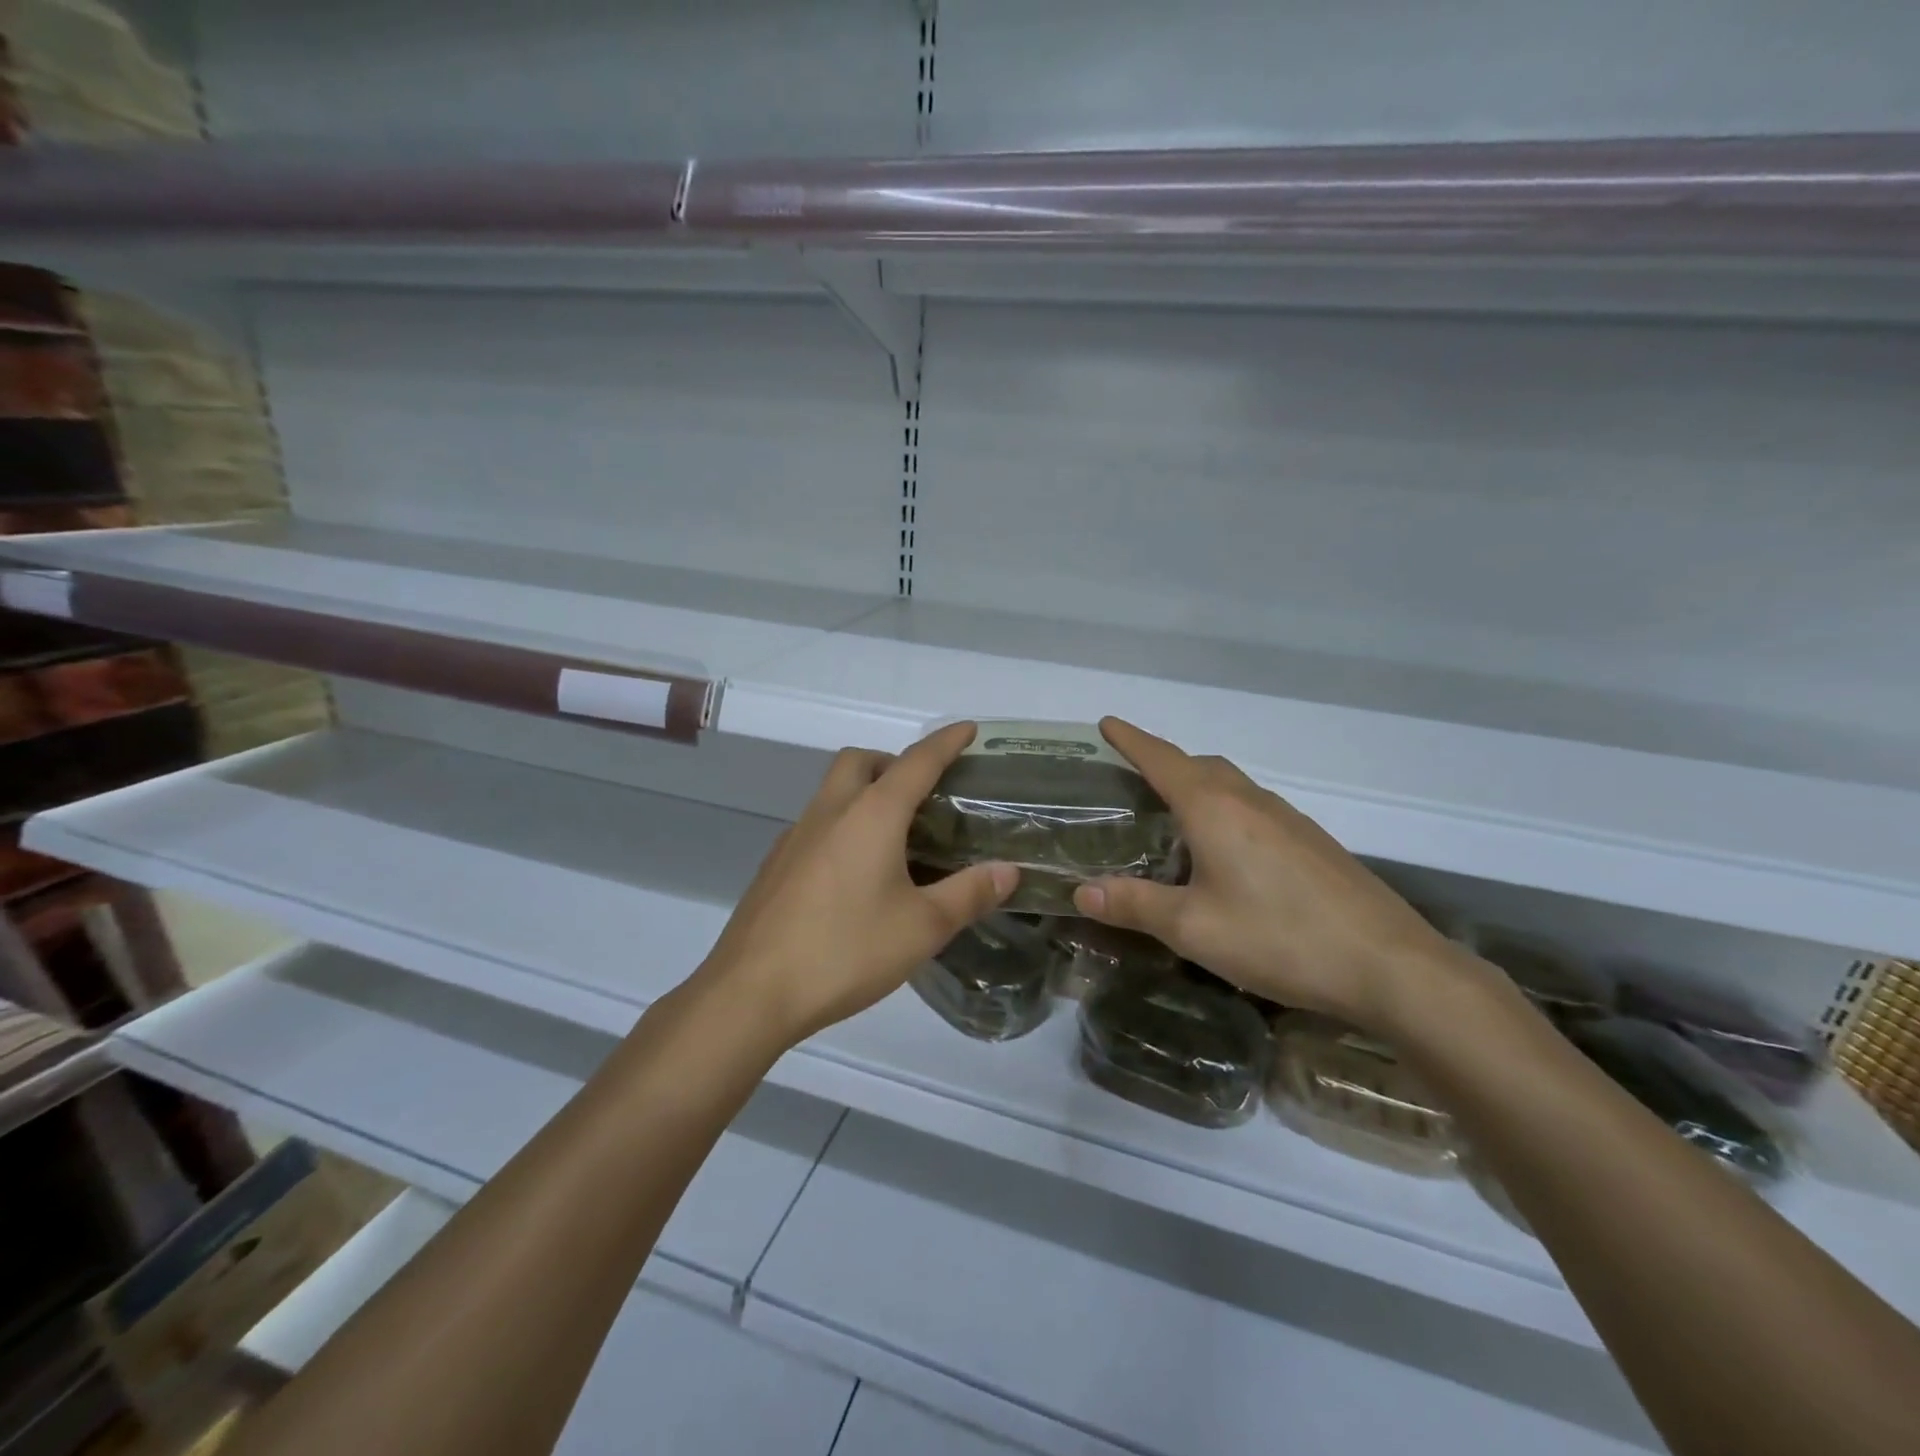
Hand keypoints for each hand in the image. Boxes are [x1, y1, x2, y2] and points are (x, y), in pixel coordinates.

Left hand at [698, 722, 1017, 1045]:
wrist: (752, 991)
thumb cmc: (845, 951)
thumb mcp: (922, 927)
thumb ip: (969, 894)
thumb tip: (1009, 870)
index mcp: (871, 814)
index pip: (917, 761)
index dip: (946, 742)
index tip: (968, 729)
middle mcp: (830, 811)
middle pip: (861, 761)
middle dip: (894, 761)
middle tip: (922, 794)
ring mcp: (795, 836)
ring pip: (833, 790)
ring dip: (865, 792)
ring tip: (895, 837)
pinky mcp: (775, 864)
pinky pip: (816, 824)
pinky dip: (842, 825)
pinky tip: (854, 874)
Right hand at [1072, 717, 1453, 1028]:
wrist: (1389, 965)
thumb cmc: (1279, 937)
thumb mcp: (1193, 928)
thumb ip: (1135, 905)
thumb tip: (1081, 891)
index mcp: (1214, 808)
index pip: (1162, 759)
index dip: (1131, 740)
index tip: (1107, 723)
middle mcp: (1251, 800)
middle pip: (1199, 765)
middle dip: (1163, 762)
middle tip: (1133, 779)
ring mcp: (1288, 819)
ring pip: (1231, 786)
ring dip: (1197, 787)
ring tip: (1172, 818)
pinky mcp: (1313, 843)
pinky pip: (1254, 809)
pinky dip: (1225, 812)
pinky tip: (1225, 855)